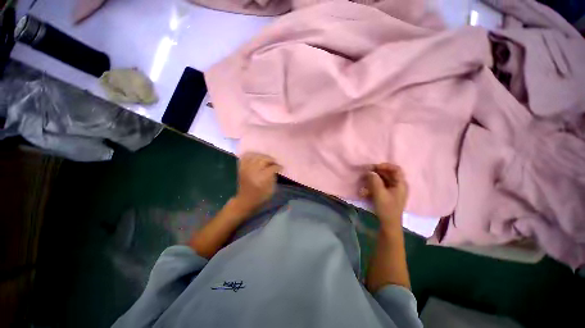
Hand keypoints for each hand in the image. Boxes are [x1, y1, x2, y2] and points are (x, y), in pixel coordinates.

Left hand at [232, 152, 281, 214]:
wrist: (245, 200)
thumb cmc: (260, 196)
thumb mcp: (271, 190)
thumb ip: (273, 177)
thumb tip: (274, 169)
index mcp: (262, 178)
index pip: (272, 167)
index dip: (278, 166)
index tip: (281, 167)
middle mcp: (253, 171)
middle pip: (263, 159)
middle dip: (271, 159)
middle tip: (274, 162)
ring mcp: (246, 169)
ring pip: (255, 156)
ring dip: (262, 156)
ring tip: (266, 159)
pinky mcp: (241, 168)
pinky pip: (245, 157)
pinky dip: (251, 155)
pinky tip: (256, 157)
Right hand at [360, 163, 408, 227]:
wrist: (388, 224)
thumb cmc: (387, 209)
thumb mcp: (380, 194)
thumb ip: (374, 181)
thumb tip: (369, 171)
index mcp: (400, 184)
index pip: (396, 169)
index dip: (385, 166)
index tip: (373, 167)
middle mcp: (397, 185)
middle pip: (387, 174)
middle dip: (375, 173)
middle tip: (365, 173)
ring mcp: (392, 190)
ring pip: (381, 180)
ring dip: (371, 181)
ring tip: (363, 184)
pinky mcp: (386, 194)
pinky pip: (378, 187)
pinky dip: (371, 187)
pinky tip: (364, 192)